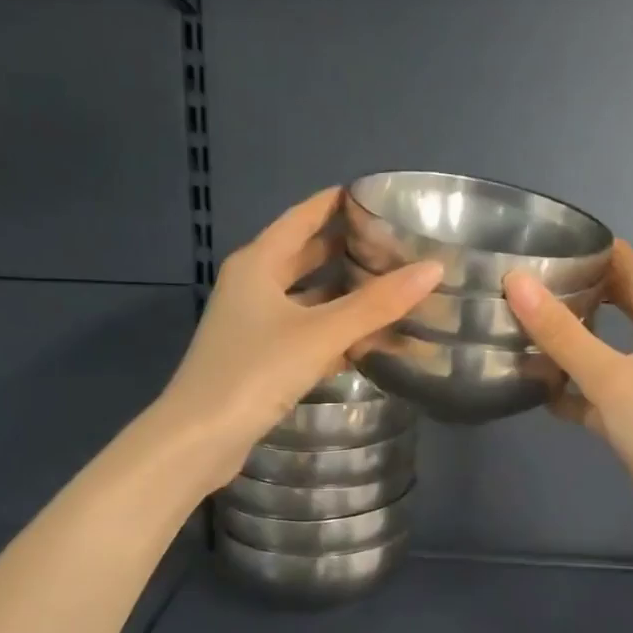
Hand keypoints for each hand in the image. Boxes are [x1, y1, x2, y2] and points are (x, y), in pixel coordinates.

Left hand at [154, 189, 440, 494]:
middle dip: (344, 248)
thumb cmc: (255, 371)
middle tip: (393, 242)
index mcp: (258, 264)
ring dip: (341, 293)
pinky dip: (331, 330)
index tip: (375, 194)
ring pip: (305, 298)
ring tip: (388, 285)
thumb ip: (375, 304)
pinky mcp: (259, 359)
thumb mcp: (320, 333)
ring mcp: (252, 324)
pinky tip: (364, 338)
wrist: (200, 438)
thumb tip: (433, 268)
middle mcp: (252, 286)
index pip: (301, 218)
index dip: (334, 202)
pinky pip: (303, 332)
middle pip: (303, 256)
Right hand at [506, 242, 632, 556]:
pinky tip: (541, 392)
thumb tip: (517, 282)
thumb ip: (561, 332)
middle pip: (624, 307)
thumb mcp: (609, 375)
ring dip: (576, 342)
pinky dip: (575, 390)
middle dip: (586, 292)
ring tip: (529, 328)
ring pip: (609, 351)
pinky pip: (601, 393)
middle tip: (538, 281)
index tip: (564, 238)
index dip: (606, 251)